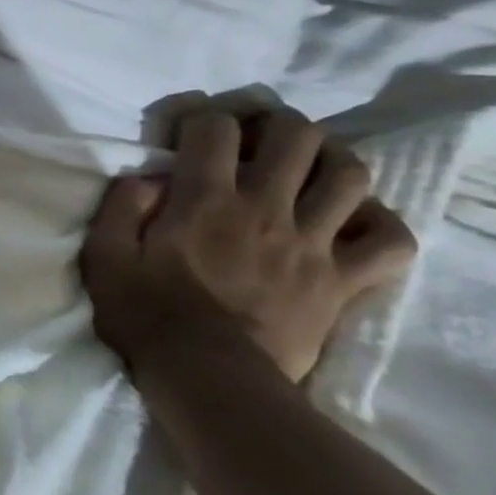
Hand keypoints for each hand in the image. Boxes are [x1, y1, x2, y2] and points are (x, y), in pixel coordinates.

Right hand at [80, 107, 417, 383]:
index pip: (214, 128)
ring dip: (330, 160)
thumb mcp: (104, 256)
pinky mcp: (343, 281)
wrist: (208, 377)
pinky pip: (391, 241)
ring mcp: (312, 244)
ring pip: (349, 176)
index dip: (201, 116)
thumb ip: (121, 207)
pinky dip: (379, 223)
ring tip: (307, 169)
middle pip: (296, 136)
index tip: (187, 131)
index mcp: (204, 199)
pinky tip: (352, 222)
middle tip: (255, 137)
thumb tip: (147, 177)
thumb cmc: (146, 314)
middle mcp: (265, 208)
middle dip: (275, 123)